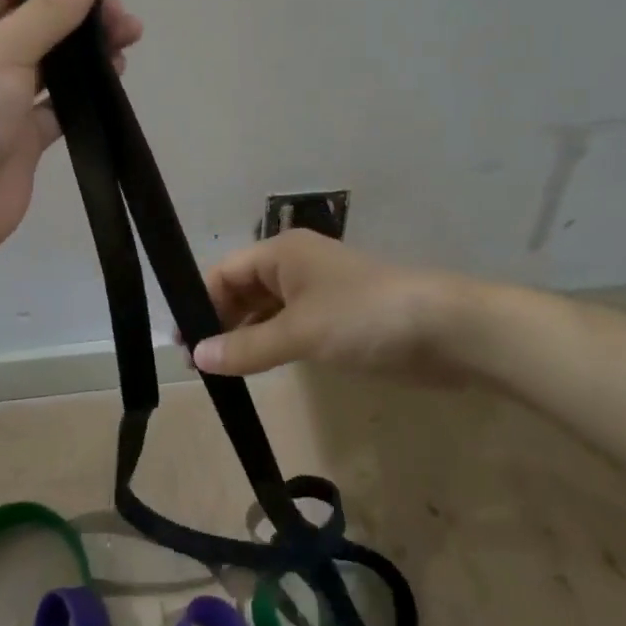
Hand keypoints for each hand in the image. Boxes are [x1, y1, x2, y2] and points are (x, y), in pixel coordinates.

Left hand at [0, 0, 141, 278]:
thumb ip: (48, 11)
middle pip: (32, 23)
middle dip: (77, 15)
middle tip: (124, 20)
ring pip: (49, 64)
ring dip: (85, 52)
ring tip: (127, 44)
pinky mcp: (20, 138)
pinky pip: (57, 106)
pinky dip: (84, 93)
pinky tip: (113, 81)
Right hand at [194, 231, 475, 385]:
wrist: (444, 329)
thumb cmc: (364, 317)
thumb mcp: (300, 332)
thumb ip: (247, 347)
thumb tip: (197, 357)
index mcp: (281, 253)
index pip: (224, 273)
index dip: (200, 305)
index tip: (181, 345)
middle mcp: (295, 266)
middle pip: (243, 290)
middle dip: (219, 322)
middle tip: (198, 365)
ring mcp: (318, 293)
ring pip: (266, 311)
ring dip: (244, 336)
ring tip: (220, 372)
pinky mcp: (337, 319)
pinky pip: (290, 327)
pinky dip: (271, 344)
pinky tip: (258, 368)